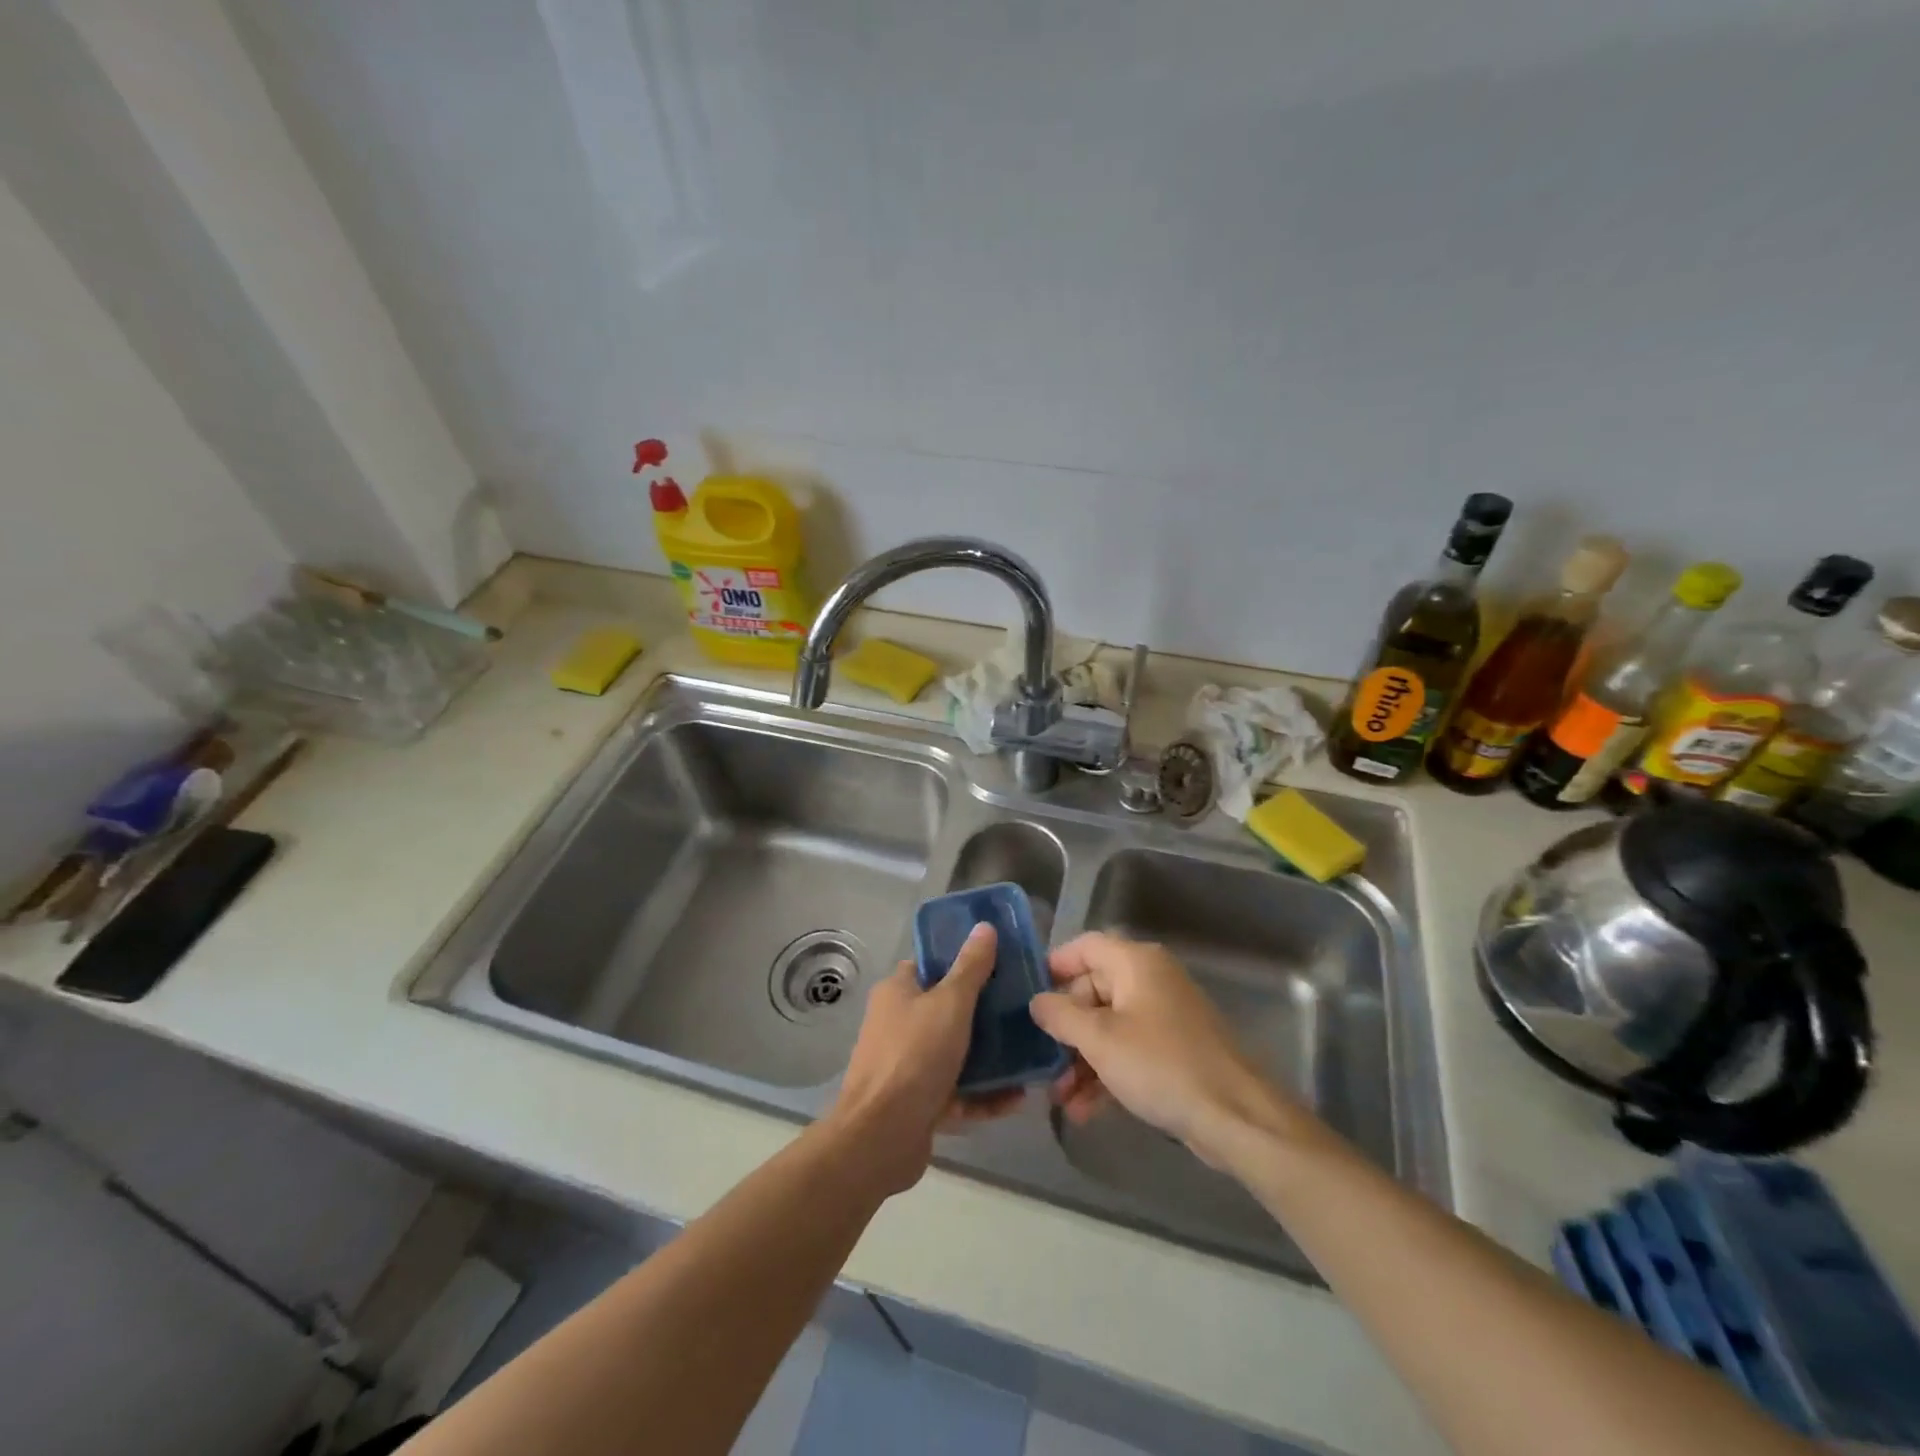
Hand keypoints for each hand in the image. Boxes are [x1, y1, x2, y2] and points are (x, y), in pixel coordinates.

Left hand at [828, 923, 1022, 1194]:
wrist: (881, 1137)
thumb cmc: (914, 1056)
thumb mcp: (950, 1003)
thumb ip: (971, 967)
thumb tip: (984, 926)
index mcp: (898, 992)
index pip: (930, 965)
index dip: (961, 961)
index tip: (999, 964)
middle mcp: (898, 1024)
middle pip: (947, 1010)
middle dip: (985, 1013)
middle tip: (1023, 1010)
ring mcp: (908, 1066)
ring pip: (956, 1053)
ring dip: (991, 1058)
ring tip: (1030, 1054)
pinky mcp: (919, 1103)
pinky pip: (958, 1093)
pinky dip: (985, 1096)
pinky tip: (1018, 1098)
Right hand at [1029, 932, 1306, 1168]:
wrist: (1236, 1117)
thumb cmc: (1161, 1065)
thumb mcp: (1100, 1040)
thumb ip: (1061, 1016)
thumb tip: (1037, 1000)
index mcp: (1136, 963)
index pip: (1085, 946)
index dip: (1054, 966)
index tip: (1027, 996)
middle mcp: (1151, 980)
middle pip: (1094, 990)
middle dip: (1065, 1029)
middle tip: (1042, 1061)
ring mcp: (1165, 1016)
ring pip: (1109, 1026)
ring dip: (1081, 1059)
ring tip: (1060, 1098)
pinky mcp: (1175, 1050)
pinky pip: (1129, 1050)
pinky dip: (1106, 1072)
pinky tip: (1085, 1110)